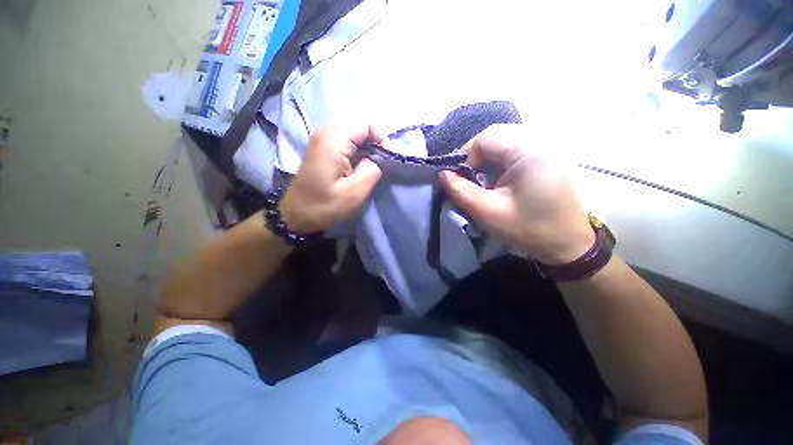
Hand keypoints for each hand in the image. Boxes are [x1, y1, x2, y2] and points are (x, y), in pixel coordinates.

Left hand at [279, 126, 382, 232]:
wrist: (297, 214)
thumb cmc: (325, 205)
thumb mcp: (355, 192)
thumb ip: (373, 169)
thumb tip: (379, 158)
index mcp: (334, 140)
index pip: (367, 125)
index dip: (382, 140)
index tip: (386, 161)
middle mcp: (326, 133)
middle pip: (360, 129)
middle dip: (374, 146)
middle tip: (379, 167)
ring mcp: (322, 140)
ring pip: (354, 137)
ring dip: (366, 151)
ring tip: (369, 170)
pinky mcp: (322, 149)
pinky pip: (346, 144)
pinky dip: (357, 154)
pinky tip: (357, 170)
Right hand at [439, 124, 593, 264]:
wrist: (570, 245)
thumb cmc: (529, 229)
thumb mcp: (487, 212)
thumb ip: (460, 190)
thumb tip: (442, 174)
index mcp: (530, 151)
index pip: (486, 138)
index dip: (465, 157)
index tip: (459, 179)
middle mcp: (542, 141)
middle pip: (497, 136)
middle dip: (476, 157)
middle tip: (469, 180)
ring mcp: (549, 149)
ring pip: (506, 143)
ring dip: (488, 161)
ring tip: (484, 183)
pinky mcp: (549, 158)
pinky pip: (517, 151)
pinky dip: (501, 164)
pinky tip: (500, 182)